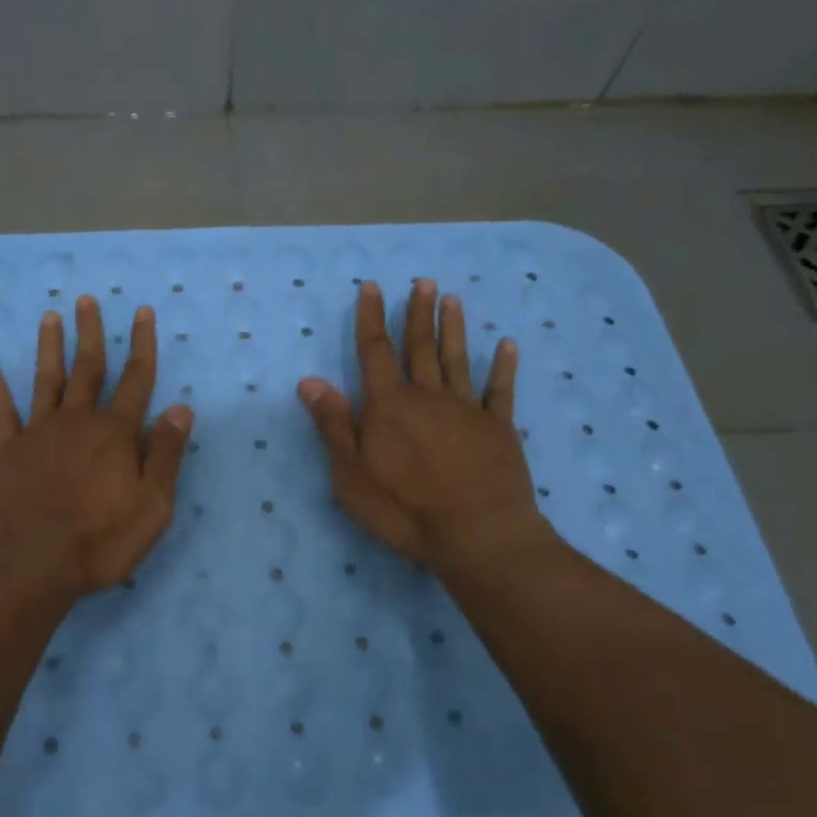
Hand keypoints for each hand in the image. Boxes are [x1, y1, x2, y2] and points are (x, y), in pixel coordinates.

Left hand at [0, 295, 192, 597]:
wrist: (30, 564)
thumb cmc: (100, 540)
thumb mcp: (152, 505)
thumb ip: (166, 454)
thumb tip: (180, 408)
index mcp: (116, 433)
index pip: (136, 379)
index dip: (142, 344)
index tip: (142, 312)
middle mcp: (78, 421)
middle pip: (88, 368)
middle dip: (91, 332)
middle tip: (86, 300)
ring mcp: (39, 433)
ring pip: (47, 379)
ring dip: (50, 346)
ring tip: (50, 316)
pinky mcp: (8, 451)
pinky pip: (1, 412)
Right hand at [299, 279, 553, 573]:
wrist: (477, 534)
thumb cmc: (404, 509)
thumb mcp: (350, 474)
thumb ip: (333, 425)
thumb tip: (310, 381)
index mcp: (388, 405)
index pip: (375, 351)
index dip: (371, 318)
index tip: (372, 286)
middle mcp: (427, 396)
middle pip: (420, 347)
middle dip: (417, 313)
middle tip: (422, 281)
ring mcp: (467, 409)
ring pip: (457, 359)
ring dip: (453, 328)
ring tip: (452, 299)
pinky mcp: (499, 428)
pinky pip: (501, 390)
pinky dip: (503, 366)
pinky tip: (506, 345)